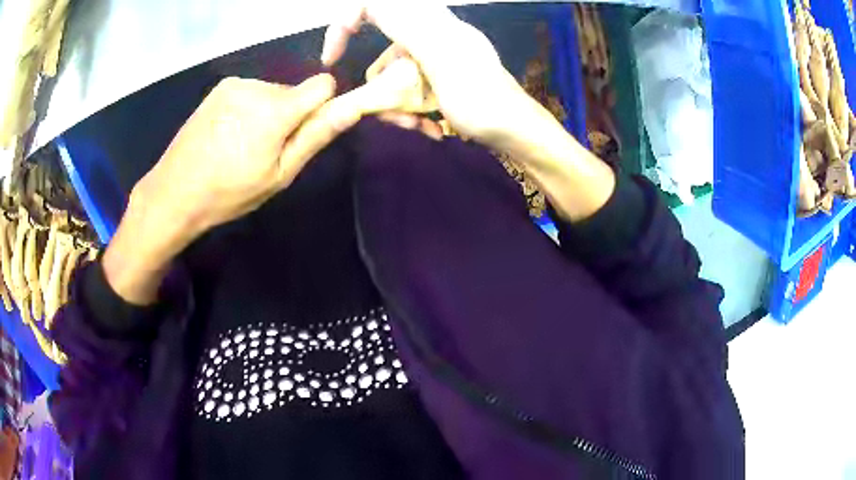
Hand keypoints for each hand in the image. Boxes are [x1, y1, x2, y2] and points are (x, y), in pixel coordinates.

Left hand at [104, 75, 360, 303]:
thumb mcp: (278, 175)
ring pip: (271, 92)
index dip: (322, 106)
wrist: (173, 192)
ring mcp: (235, 84)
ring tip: (242, 146)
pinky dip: (248, 109)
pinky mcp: (219, 88)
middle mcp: (258, 85)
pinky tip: (228, 135)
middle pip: (294, 91)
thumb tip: (353, 107)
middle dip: (290, 115)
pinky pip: (250, 92)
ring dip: (267, 113)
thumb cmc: (228, 192)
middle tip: (265, 151)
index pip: (323, 85)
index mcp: (276, 109)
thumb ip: (315, 137)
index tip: (304, 132)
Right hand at [322, 3, 614, 222]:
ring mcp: (436, 57)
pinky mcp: (440, 77)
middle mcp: (430, 35)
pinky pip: (409, 89)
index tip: (333, 57)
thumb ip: (410, 26)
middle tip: (396, 114)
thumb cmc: (484, 101)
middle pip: (381, 52)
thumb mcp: (442, 61)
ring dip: (397, 105)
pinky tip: (429, 126)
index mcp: (430, 23)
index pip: (372, 6)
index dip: (344, 24)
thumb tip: (373, 1)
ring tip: (419, 126)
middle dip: (381, 88)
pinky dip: (412, 109)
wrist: (517, 133)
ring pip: (392, 77)